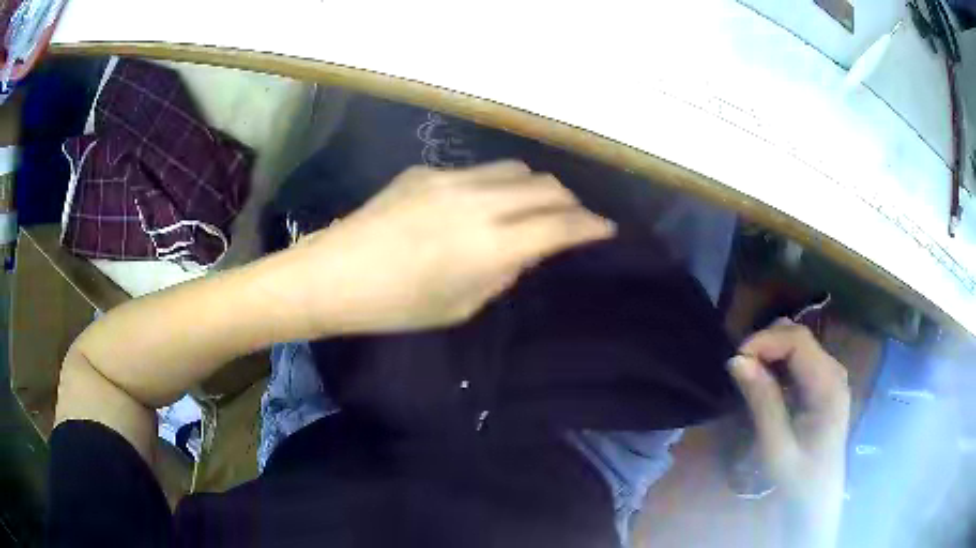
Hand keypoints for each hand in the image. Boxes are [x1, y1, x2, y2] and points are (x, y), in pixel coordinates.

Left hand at [288, 161, 615, 333]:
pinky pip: (478, 171)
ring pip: (516, 169)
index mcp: (492, 245)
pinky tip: (479, 205)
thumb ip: (502, 273)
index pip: (561, 225)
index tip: (606, 229)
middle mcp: (480, 202)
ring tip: (533, 206)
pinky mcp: (426, 170)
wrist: (332, 275)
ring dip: (536, 187)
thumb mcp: (461, 305)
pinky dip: (496, 185)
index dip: (591, 226)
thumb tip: (523, 251)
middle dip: (569, 203)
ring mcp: (451, 178)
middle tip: (571, 220)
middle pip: (546, 186)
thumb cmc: (396, 306)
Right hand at [728, 320, 849, 543]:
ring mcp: (831, 377)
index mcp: (829, 386)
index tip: (735, 361)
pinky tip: (765, 383)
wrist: (818, 501)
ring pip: (799, 344)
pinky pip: (800, 360)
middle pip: (799, 337)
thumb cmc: (799, 480)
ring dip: (771, 352)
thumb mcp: (776, 447)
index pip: (798, 341)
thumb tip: (736, 361)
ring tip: (748, 375)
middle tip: (738, 368)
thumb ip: (762, 402)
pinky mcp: (824, 385)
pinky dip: (778, 363)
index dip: (765, 341)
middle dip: (766, 344)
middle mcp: (834, 372)